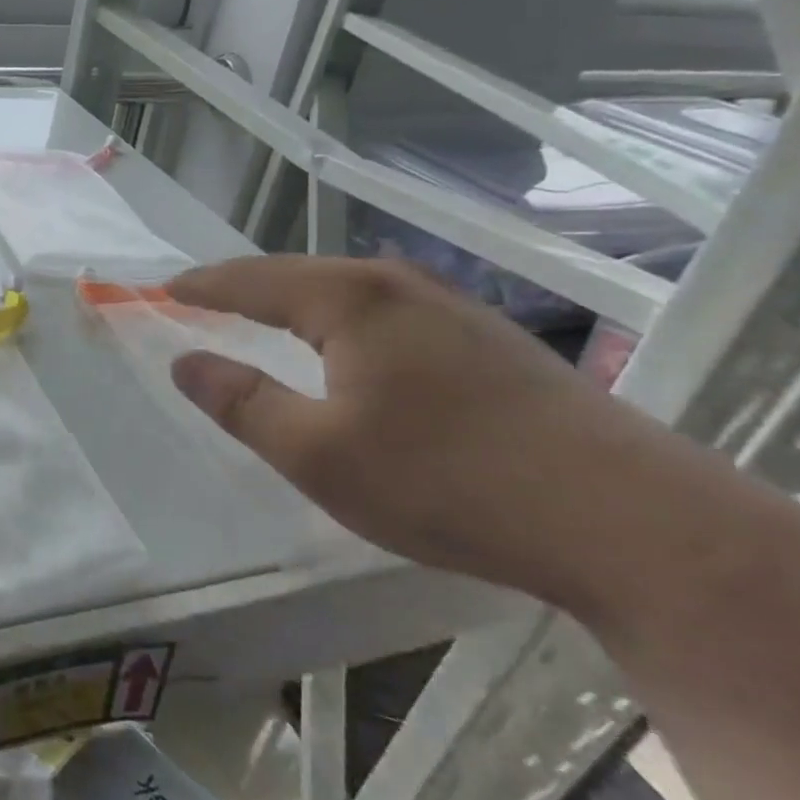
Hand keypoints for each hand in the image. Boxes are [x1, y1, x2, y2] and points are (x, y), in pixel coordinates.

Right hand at [166, 255, 688, 609]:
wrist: (635, 525)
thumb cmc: (448, 481)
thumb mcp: (317, 453)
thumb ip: (241, 403)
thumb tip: (184, 361)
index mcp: (348, 299)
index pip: (250, 280)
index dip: (201, 286)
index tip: (163, 288)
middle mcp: (398, 284)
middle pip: (298, 274)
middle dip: (244, 286)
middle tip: (203, 300)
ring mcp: (453, 308)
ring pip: (347, 291)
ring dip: (295, 300)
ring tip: (262, 316)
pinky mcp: (490, 341)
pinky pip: (386, 313)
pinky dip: (341, 320)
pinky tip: (349, 347)